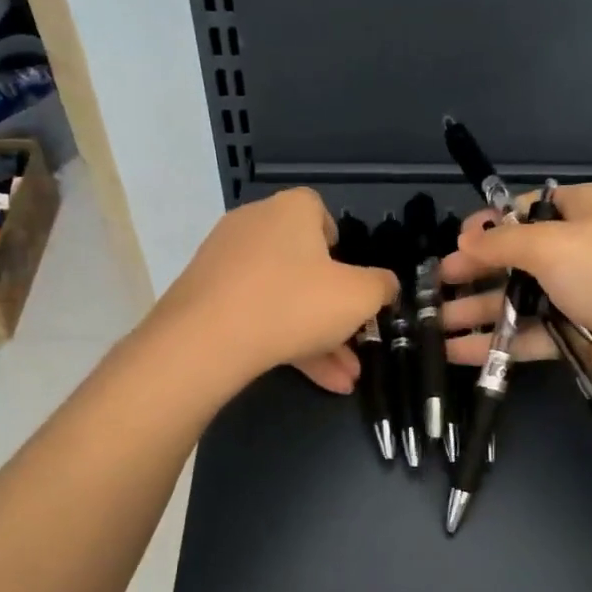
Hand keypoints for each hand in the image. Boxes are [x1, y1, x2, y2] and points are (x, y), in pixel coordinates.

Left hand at [151, 188, 397, 393]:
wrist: (206, 340)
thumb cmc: (294, 302)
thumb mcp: (358, 296)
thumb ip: (380, 286)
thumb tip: (386, 284)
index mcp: (291, 211)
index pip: (318, 211)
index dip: (339, 244)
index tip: (350, 278)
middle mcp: (254, 226)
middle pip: (303, 265)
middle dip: (335, 310)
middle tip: (355, 342)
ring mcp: (225, 262)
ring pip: (283, 298)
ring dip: (317, 337)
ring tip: (344, 378)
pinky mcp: (205, 297)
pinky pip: (255, 314)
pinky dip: (285, 342)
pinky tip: (316, 380)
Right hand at [439, 184, 591, 406]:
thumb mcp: (554, 245)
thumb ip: (503, 242)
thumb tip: (467, 237)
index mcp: (586, 211)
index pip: (529, 210)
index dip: (490, 224)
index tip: (456, 242)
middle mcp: (584, 249)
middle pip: (519, 257)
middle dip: (477, 271)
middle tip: (439, 285)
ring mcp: (584, 295)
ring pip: (521, 299)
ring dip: (480, 310)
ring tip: (435, 324)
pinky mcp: (582, 337)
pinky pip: (531, 335)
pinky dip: (498, 342)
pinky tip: (458, 351)